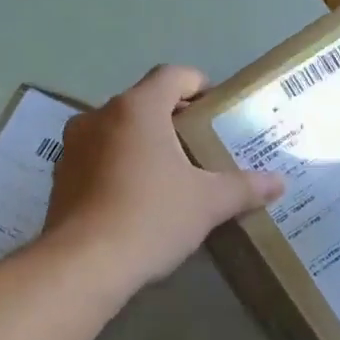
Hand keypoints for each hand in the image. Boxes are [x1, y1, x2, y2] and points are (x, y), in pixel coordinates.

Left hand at [44, 64, 282, 288]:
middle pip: (142, 104)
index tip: (214, 107)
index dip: (198, 84)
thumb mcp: (208, 204)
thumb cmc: (152, 218)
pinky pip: (96, 162)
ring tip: (167, 176)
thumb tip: (279, 183)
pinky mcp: (59, 179)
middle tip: (198, 147)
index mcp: (137, 109)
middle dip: (170, 120)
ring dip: (141, 146)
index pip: (172, 76)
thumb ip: (244, 188)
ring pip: (115, 133)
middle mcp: (98, 117)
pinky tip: (134, 201)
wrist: (85, 264)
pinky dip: (116, 170)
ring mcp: (73, 148)